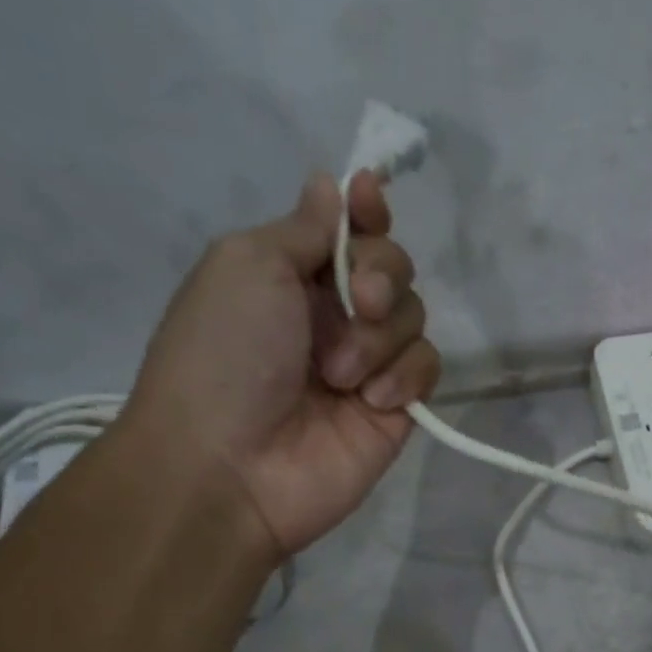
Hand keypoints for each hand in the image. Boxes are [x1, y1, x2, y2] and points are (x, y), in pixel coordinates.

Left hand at [123, 170, 440, 557]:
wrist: (230, 466)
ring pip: (413, 316)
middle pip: (392, 268)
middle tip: (356, 302)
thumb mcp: (248, 266)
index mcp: (290, 276)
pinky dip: (406, 376)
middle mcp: (331, 316)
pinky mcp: (395, 410)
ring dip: (381, 336)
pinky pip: (427, 367)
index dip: (367, 213)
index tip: (370, 199)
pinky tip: (372, 401)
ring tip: (341, 375)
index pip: (349, 231)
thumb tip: (334, 186)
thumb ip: (306, 229)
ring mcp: (366, 365)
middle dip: (380, 276)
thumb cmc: (224, 355)